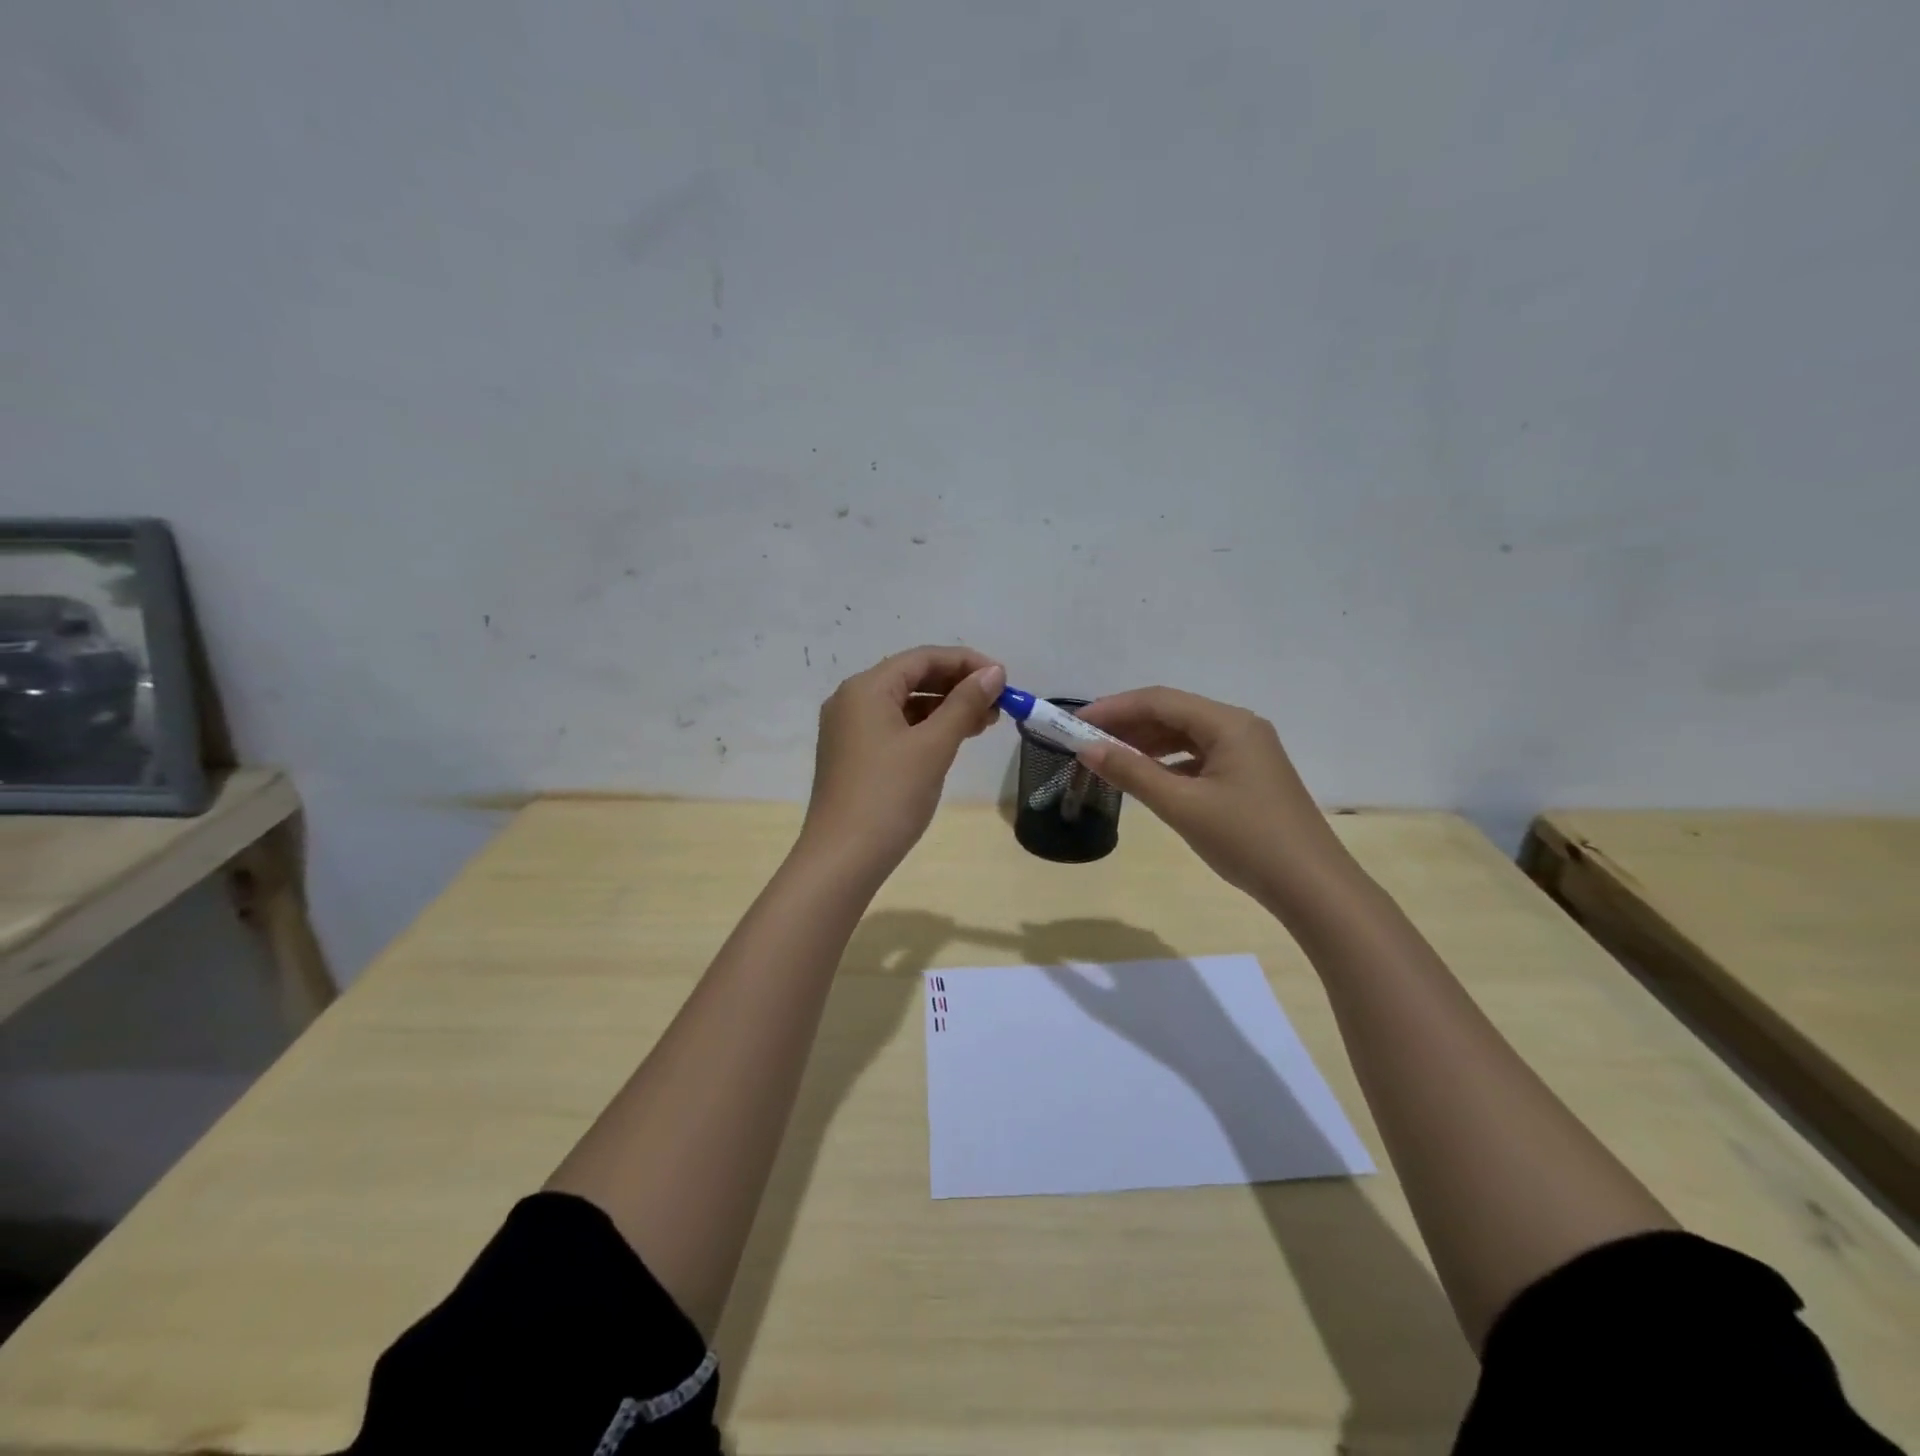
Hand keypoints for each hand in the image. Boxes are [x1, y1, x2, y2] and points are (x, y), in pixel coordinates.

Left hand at [799, 646, 1005, 881]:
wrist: (842, 859)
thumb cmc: (889, 796)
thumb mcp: (933, 746)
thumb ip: (965, 704)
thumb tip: (993, 672)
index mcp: (865, 688)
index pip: (923, 658)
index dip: (966, 663)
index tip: (1004, 680)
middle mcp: (852, 700)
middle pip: (912, 678)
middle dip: (957, 686)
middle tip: (998, 705)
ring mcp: (849, 730)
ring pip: (905, 704)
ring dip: (944, 708)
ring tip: (984, 723)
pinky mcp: (853, 755)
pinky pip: (894, 727)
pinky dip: (925, 729)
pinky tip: (952, 741)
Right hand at [1075, 687, 1348, 911]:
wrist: (1312, 887)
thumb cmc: (1246, 840)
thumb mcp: (1182, 806)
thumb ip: (1132, 772)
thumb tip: (1087, 749)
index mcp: (1229, 724)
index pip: (1160, 701)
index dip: (1114, 709)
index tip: (1075, 723)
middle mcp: (1240, 727)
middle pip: (1173, 714)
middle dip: (1128, 725)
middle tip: (1086, 742)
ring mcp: (1248, 752)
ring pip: (1186, 736)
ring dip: (1146, 743)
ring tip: (1108, 758)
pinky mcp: (1249, 776)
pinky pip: (1199, 757)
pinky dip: (1168, 763)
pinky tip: (1147, 777)